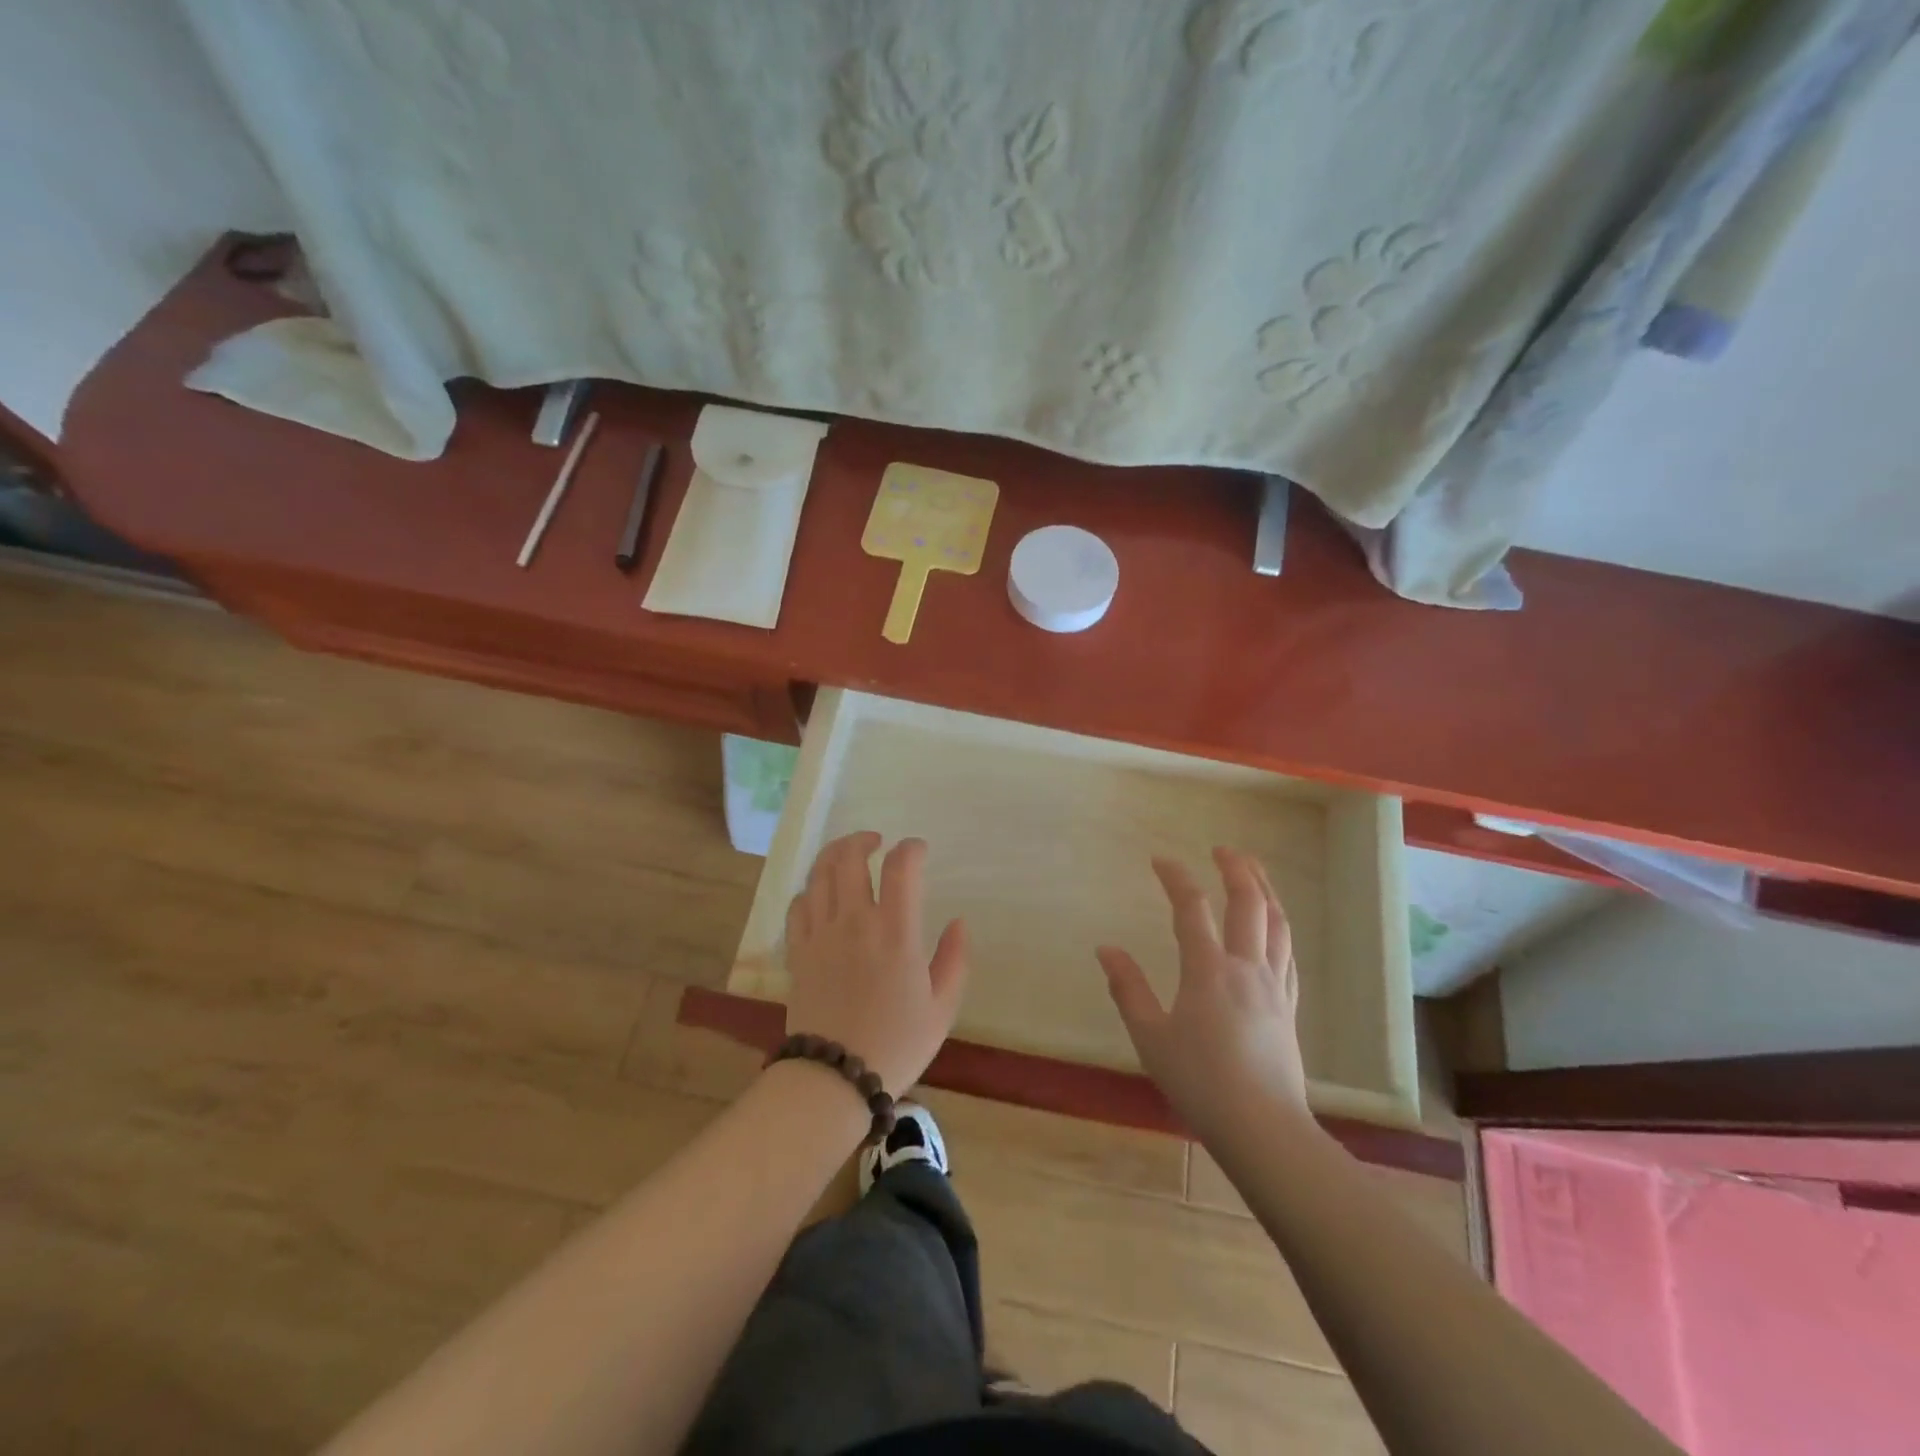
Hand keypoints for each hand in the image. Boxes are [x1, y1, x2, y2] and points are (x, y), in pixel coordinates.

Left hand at [783, 832, 969, 1095]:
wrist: (835, 1078)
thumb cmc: (896, 1044)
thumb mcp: (942, 1008)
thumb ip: (955, 959)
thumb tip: (959, 922)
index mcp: (895, 931)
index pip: (901, 867)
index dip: (911, 848)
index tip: (919, 851)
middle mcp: (855, 921)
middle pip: (849, 857)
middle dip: (863, 840)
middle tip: (876, 842)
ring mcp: (821, 934)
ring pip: (819, 874)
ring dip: (834, 855)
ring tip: (848, 855)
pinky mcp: (798, 951)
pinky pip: (798, 905)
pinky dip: (811, 890)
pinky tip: (821, 895)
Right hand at [1097, 848, 1309, 1141]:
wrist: (1263, 1128)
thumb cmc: (1200, 1082)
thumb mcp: (1150, 1037)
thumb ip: (1127, 988)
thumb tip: (1106, 949)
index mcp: (1209, 970)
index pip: (1192, 909)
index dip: (1176, 878)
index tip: (1160, 860)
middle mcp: (1246, 967)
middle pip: (1249, 904)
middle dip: (1237, 869)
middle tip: (1222, 849)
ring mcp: (1274, 986)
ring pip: (1278, 923)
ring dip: (1266, 889)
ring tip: (1255, 870)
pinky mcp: (1288, 1006)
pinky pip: (1289, 953)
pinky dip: (1280, 927)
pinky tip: (1274, 926)